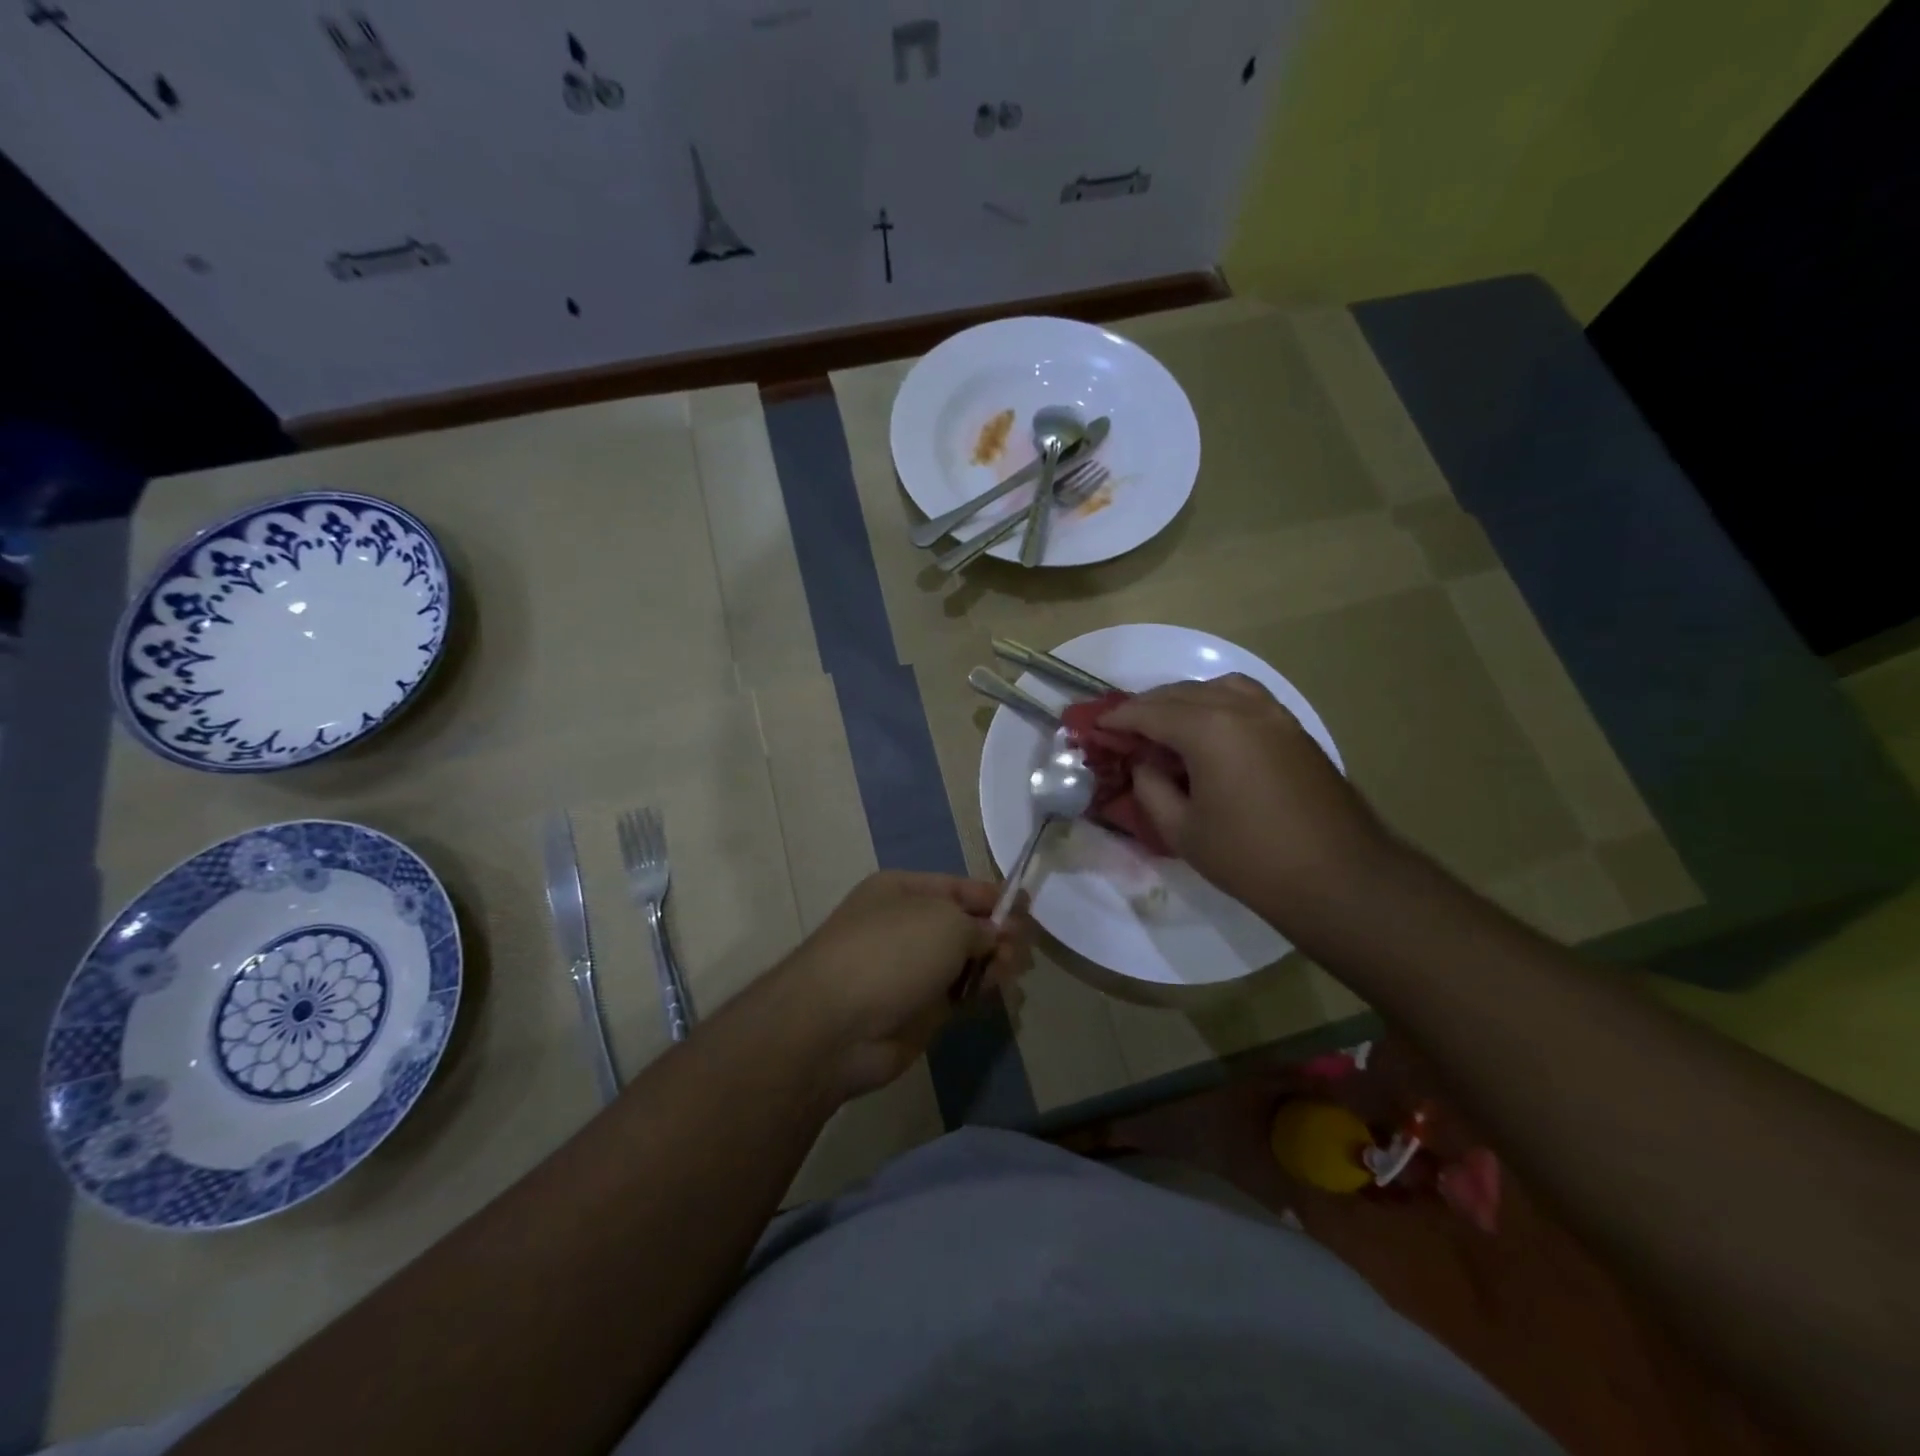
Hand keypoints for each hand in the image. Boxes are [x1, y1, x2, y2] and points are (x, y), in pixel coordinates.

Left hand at [778, 871, 1032, 1097]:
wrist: (836, 1025)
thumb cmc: (891, 953)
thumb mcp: (946, 921)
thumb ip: (981, 926)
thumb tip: (996, 936)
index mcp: (905, 891)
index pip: (961, 887)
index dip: (995, 897)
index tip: (1029, 909)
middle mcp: (907, 925)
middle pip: (966, 925)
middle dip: (999, 933)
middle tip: (1022, 949)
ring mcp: (911, 969)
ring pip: (966, 960)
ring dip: (994, 962)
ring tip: (1011, 971)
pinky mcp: (918, 1009)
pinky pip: (959, 992)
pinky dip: (981, 990)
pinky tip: (998, 992)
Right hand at [1101, 674, 1392, 920]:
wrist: (1340, 878)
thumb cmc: (1251, 859)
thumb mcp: (1182, 830)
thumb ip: (1151, 788)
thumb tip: (1144, 763)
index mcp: (1208, 729)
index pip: (1149, 712)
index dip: (1118, 720)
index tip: (1095, 728)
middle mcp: (1241, 707)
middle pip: (1181, 693)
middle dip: (1146, 707)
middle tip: (1123, 728)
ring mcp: (1274, 714)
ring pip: (1216, 687)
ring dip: (1184, 699)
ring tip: (1165, 724)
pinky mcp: (1294, 729)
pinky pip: (1245, 698)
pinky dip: (1217, 703)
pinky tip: (1209, 730)